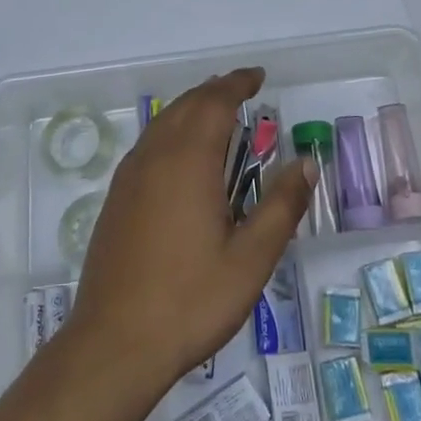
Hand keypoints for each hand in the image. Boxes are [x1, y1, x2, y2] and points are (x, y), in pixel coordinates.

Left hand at [65, 68, 314, 397]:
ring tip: (215, 113)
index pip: (215, 102)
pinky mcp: (116, 198)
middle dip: (215, 91)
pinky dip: (171, 130)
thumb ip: (281, 206)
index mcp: (188, 161)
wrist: (114, 343)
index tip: (258, 77)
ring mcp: (129, 176)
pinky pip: (148, 144)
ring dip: (191, 108)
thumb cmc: (191, 300)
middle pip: (186, 105)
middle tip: (242, 90)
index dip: (237, 84)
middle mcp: (155, 156)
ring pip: (163, 122)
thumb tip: (306, 162)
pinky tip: (181, 155)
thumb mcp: (250, 258)